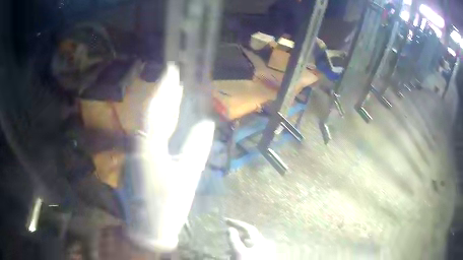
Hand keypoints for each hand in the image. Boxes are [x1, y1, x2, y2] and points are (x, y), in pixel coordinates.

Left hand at [124, 63, 214, 251]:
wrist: (149, 227)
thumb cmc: (168, 205)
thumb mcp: (187, 177)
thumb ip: (197, 148)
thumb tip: (206, 124)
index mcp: (149, 146)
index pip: (156, 109)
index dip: (164, 88)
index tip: (172, 69)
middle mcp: (140, 143)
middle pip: (151, 112)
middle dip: (163, 92)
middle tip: (175, 75)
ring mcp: (139, 151)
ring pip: (150, 122)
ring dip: (162, 105)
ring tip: (175, 91)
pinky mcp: (142, 159)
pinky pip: (152, 133)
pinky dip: (161, 121)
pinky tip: (169, 118)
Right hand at [226, 218, 275, 259]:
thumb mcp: (239, 252)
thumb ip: (234, 240)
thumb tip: (230, 228)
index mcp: (260, 241)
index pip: (248, 228)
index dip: (237, 223)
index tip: (225, 220)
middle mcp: (264, 245)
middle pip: (248, 237)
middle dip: (236, 237)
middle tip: (226, 237)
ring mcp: (264, 252)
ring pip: (248, 246)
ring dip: (237, 246)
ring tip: (227, 251)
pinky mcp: (261, 257)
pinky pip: (250, 252)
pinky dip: (241, 252)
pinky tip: (233, 257)